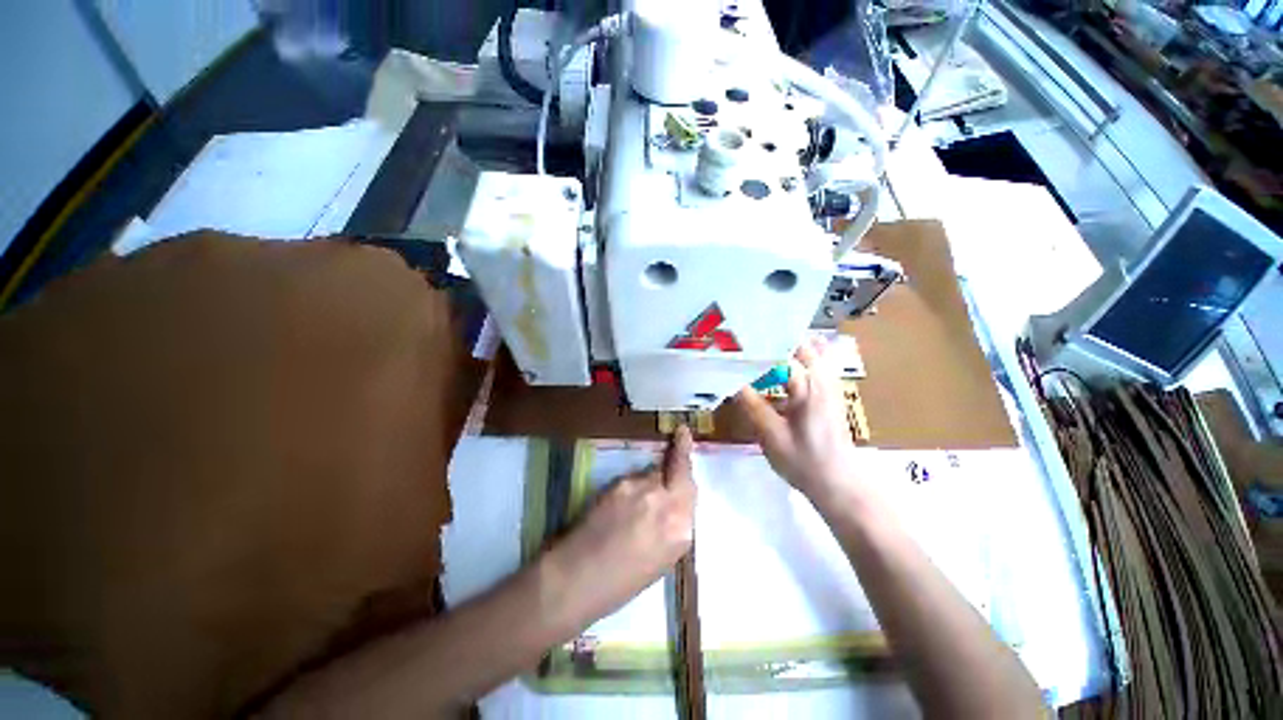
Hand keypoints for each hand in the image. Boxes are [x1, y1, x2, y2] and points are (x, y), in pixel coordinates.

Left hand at [550, 427, 695, 621]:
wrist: (577, 578)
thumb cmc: (622, 583)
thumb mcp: (662, 559)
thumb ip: (673, 525)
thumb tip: (672, 501)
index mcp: (681, 531)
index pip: (691, 487)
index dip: (688, 462)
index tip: (684, 433)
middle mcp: (666, 504)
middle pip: (678, 469)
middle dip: (679, 453)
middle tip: (680, 436)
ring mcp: (642, 490)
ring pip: (652, 472)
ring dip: (650, 479)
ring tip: (634, 501)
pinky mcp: (620, 484)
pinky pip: (632, 478)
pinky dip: (631, 486)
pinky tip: (618, 504)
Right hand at [735, 337, 861, 508]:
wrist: (839, 483)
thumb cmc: (804, 461)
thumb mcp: (771, 434)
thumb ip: (751, 404)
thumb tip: (730, 381)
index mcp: (808, 385)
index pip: (781, 351)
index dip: (757, 345)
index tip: (735, 345)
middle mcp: (822, 377)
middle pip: (798, 344)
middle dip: (772, 341)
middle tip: (745, 346)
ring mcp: (829, 384)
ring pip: (809, 352)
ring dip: (785, 349)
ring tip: (758, 352)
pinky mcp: (829, 394)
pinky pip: (815, 365)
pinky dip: (796, 361)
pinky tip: (778, 370)